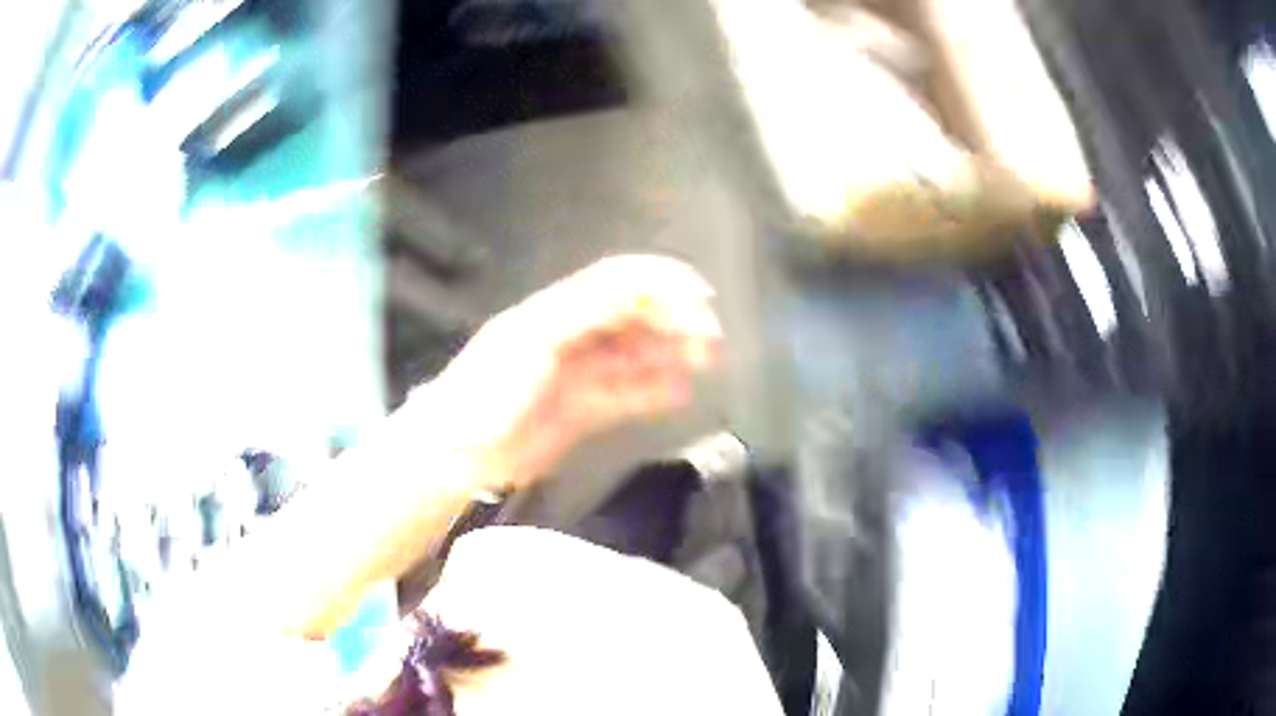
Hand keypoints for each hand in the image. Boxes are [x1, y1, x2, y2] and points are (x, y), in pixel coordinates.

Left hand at [422, 255, 722, 491]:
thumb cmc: (490, 389)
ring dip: (672, 352)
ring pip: (637, 354)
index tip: (700, 295)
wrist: (460, 451)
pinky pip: (628, 393)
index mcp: (561, 310)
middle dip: (676, 318)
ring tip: (706, 360)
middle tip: (710, 337)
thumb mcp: (533, 339)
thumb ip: (585, 312)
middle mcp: (576, 335)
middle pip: (635, 316)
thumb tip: (638, 288)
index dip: (661, 281)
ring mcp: (582, 374)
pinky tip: (682, 392)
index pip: (619, 282)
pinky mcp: (585, 410)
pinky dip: (656, 390)